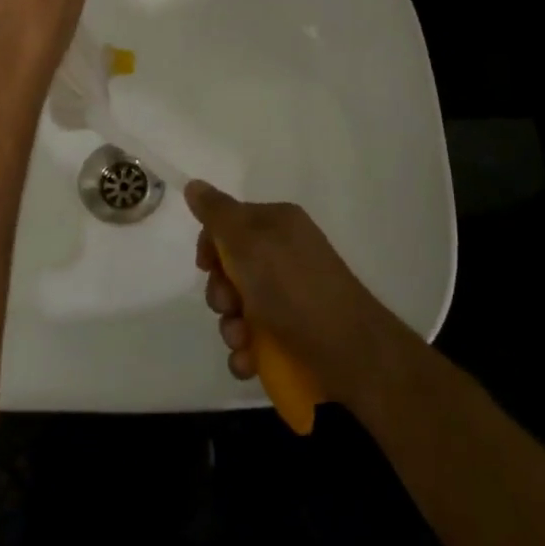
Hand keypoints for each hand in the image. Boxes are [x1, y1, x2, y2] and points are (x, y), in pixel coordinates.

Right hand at [186, 180, 411, 412]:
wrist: (350, 352)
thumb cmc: (294, 289)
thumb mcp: (249, 243)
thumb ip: (217, 214)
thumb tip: (194, 184)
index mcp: (278, 225)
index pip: (229, 223)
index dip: (211, 245)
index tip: (205, 265)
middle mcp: (284, 256)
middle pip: (230, 270)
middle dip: (220, 294)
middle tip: (228, 305)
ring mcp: (289, 298)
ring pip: (238, 309)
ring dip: (230, 328)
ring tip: (242, 341)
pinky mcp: (293, 334)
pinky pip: (254, 339)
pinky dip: (246, 352)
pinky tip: (249, 362)